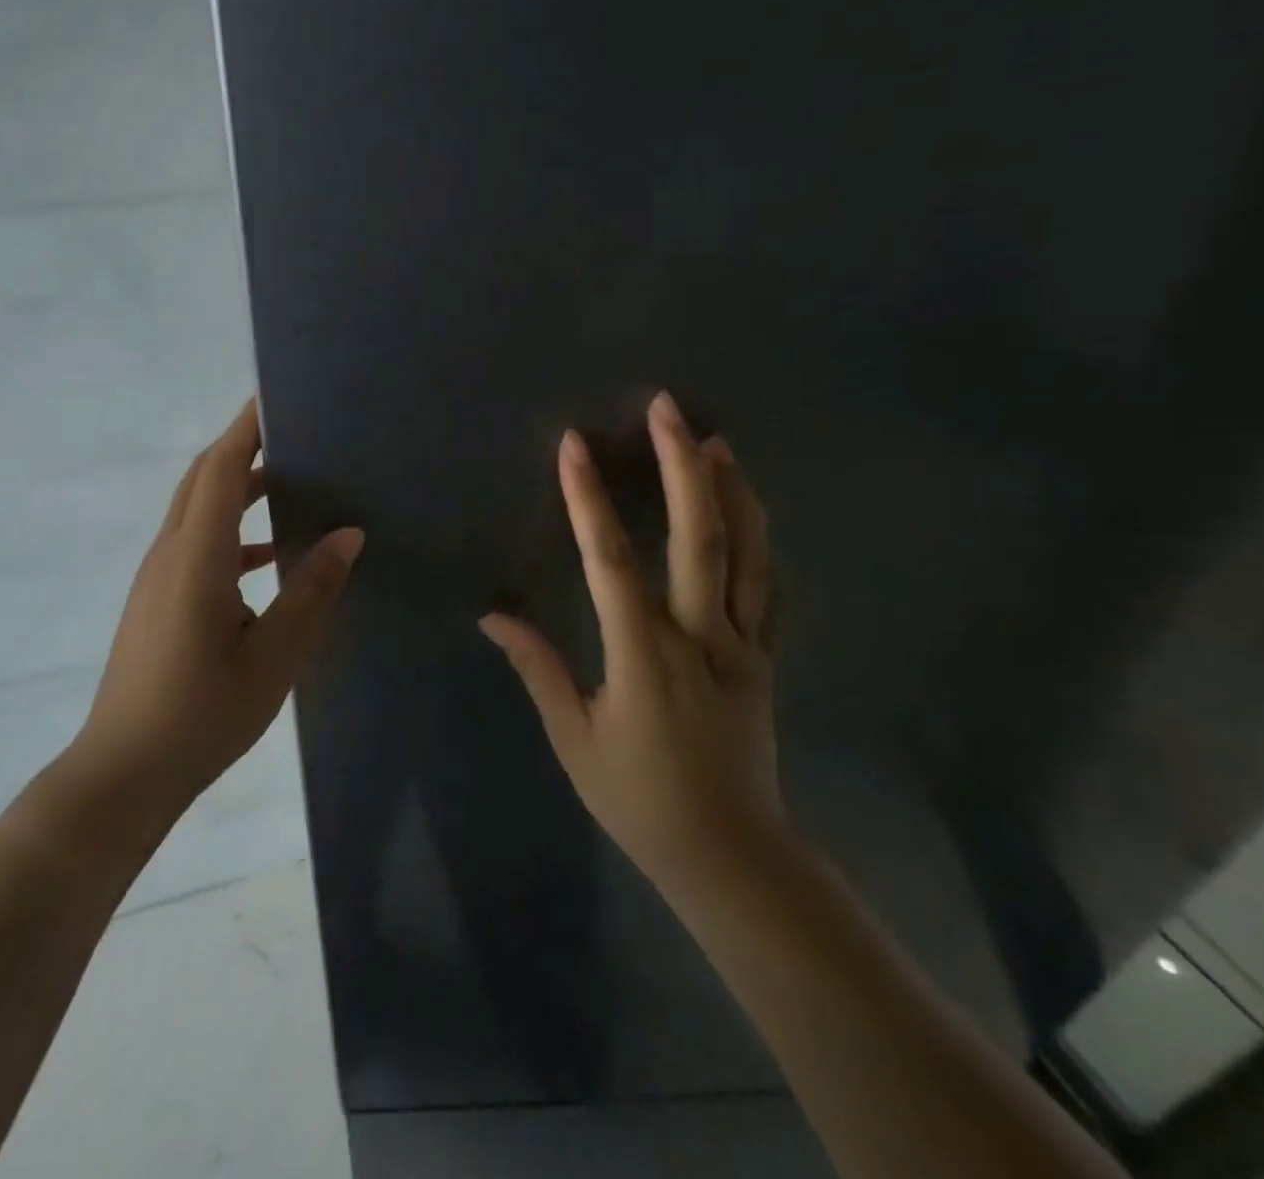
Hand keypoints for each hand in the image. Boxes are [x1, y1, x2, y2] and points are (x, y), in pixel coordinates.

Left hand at [70, 401, 364, 815]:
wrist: (125, 771)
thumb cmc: (202, 713)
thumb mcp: (273, 656)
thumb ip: (310, 590)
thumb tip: (347, 534)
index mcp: (197, 557)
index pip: (220, 469)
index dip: (246, 428)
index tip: (277, 398)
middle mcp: (170, 554)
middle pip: (203, 479)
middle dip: (242, 448)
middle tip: (293, 433)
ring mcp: (157, 577)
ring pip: (198, 510)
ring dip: (237, 489)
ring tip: (289, 485)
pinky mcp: (156, 600)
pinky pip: (195, 544)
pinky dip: (230, 531)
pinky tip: (268, 559)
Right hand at [479, 390, 781, 896]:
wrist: (729, 853)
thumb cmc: (638, 797)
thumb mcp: (574, 738)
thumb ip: (537, 667)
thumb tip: (493, 615)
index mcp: (644, 656)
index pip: (611, 562)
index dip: (588, 499)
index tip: (575, 447)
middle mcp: (700, 637)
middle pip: (699, 537)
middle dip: (682, 466)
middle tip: (669, 409)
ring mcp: (743, 646)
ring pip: (747, 553)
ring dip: (732, 491)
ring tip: (716, 441)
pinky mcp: (766, 659)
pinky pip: (769, 590)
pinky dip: (762, 543)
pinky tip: (752, 510)